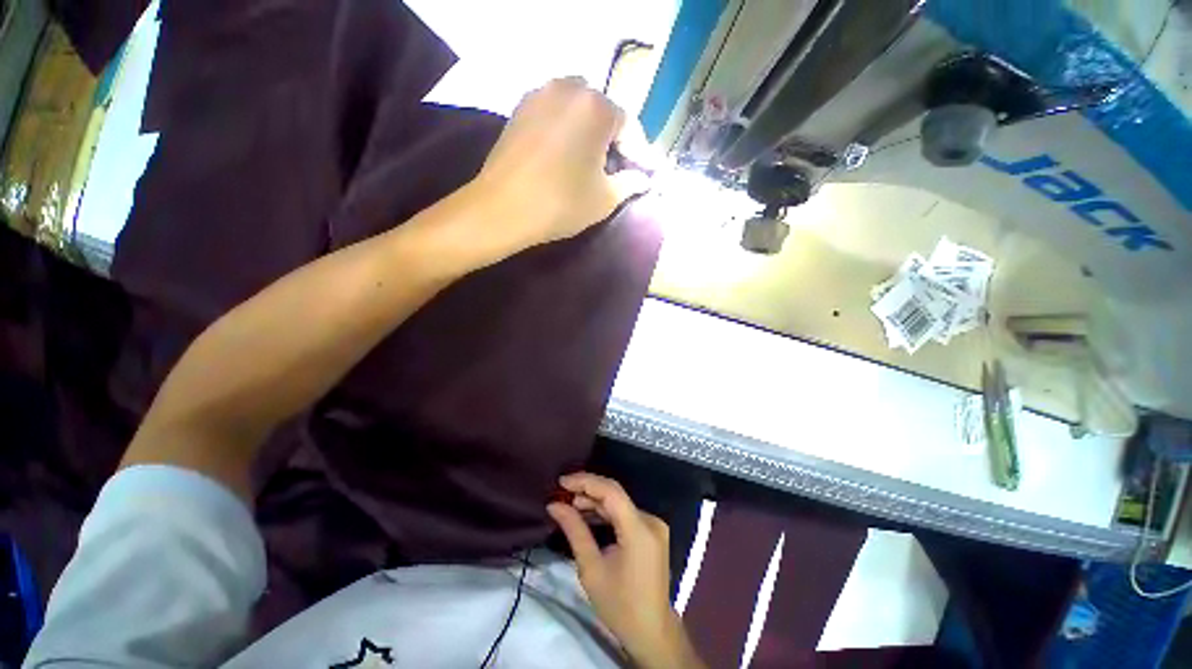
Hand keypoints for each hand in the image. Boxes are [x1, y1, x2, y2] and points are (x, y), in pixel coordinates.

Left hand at [472, 77, 652, 252]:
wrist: (501, 209)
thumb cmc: (560, 203)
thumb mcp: (604, 199)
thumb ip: (630, 183)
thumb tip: (644, 178)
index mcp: (596, 106)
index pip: (629, 126)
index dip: (640, 152)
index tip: (645, 173)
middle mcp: (569, 88)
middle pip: (603, 112)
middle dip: (614, 140)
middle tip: (616, 169)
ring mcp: (540, 94)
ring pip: (577, 110)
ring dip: (590, 133)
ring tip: (590, 163)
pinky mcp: (520, 108)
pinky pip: (554, 114)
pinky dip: (566, 131)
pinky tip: (565, 156)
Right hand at [548, 473, 704, 668]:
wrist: (652, 632)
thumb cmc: (620, 606)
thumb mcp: (591, 570)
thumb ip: (575, 531)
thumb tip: (554, 505)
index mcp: (639, 530)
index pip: (611, 492)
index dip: (585, 481)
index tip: (562, 482)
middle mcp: (650, 520)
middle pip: (615, 495)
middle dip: (587, 490)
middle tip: (562, 493)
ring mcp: (653, 525)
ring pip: (620, 503)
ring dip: (595, 501)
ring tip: (570, 504)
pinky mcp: (652, 531)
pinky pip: (625, 513)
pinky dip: (606, 512)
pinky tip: (588, 514)